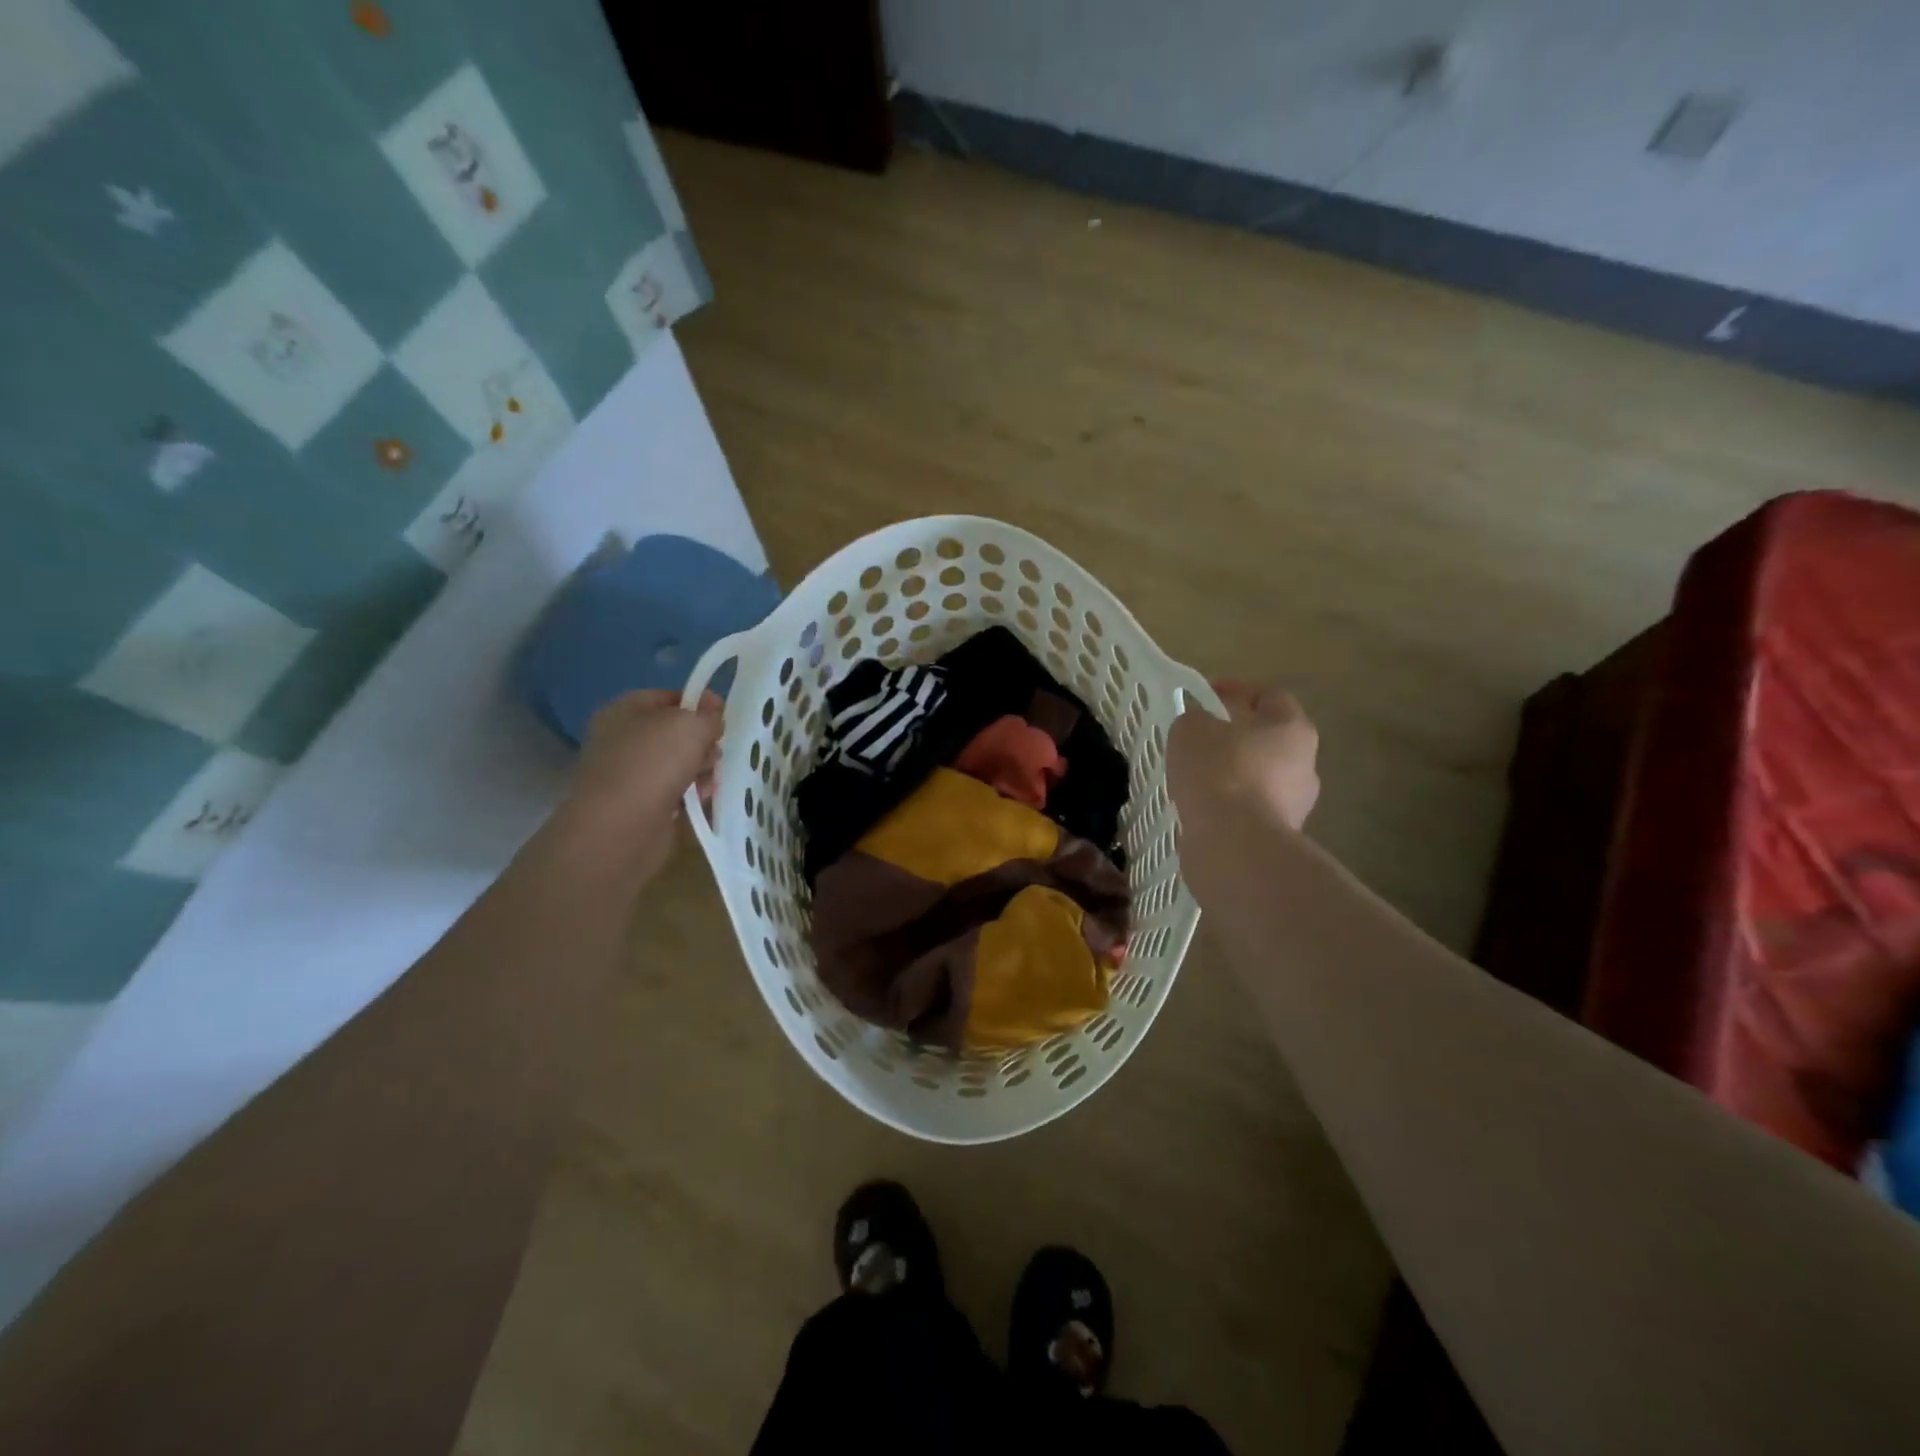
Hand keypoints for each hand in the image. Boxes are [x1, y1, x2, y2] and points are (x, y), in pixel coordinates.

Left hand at [560, 689, 722, 876]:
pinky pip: (676, 791)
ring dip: (702, 769)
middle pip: (676, 733)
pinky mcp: (641, 805)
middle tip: (714, 752)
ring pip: (679, 763)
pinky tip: (702, 798)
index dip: (698, 703)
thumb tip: (713, 712)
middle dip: (702, 741)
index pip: (667, 698)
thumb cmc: (653, 762)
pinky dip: (691, 793)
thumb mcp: (690, 725)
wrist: (621, 826)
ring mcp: (631, 774)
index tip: (722, 715)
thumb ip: (708, 715)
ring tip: (709, 780)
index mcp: (624, 711)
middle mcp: (623, 740)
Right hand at [1168, 681, 1319, 830]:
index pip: (1271, 696)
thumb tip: (1201, 724)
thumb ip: (1196, 719)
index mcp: (1292, 728)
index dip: (1238, 690)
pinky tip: (1204, 807)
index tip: (1207, 695)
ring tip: (1198, 777)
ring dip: (1235, 774)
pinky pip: (1252, 809)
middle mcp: (1306, 764)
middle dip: (1238, 736)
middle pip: (1270, 739)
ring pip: (1262, 777)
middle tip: (1203, 738)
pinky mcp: (1280, 836)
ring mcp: (1297, 804)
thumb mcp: (1191, 730)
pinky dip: (1231, 804)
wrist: (1234, 843)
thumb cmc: (1218, 771)